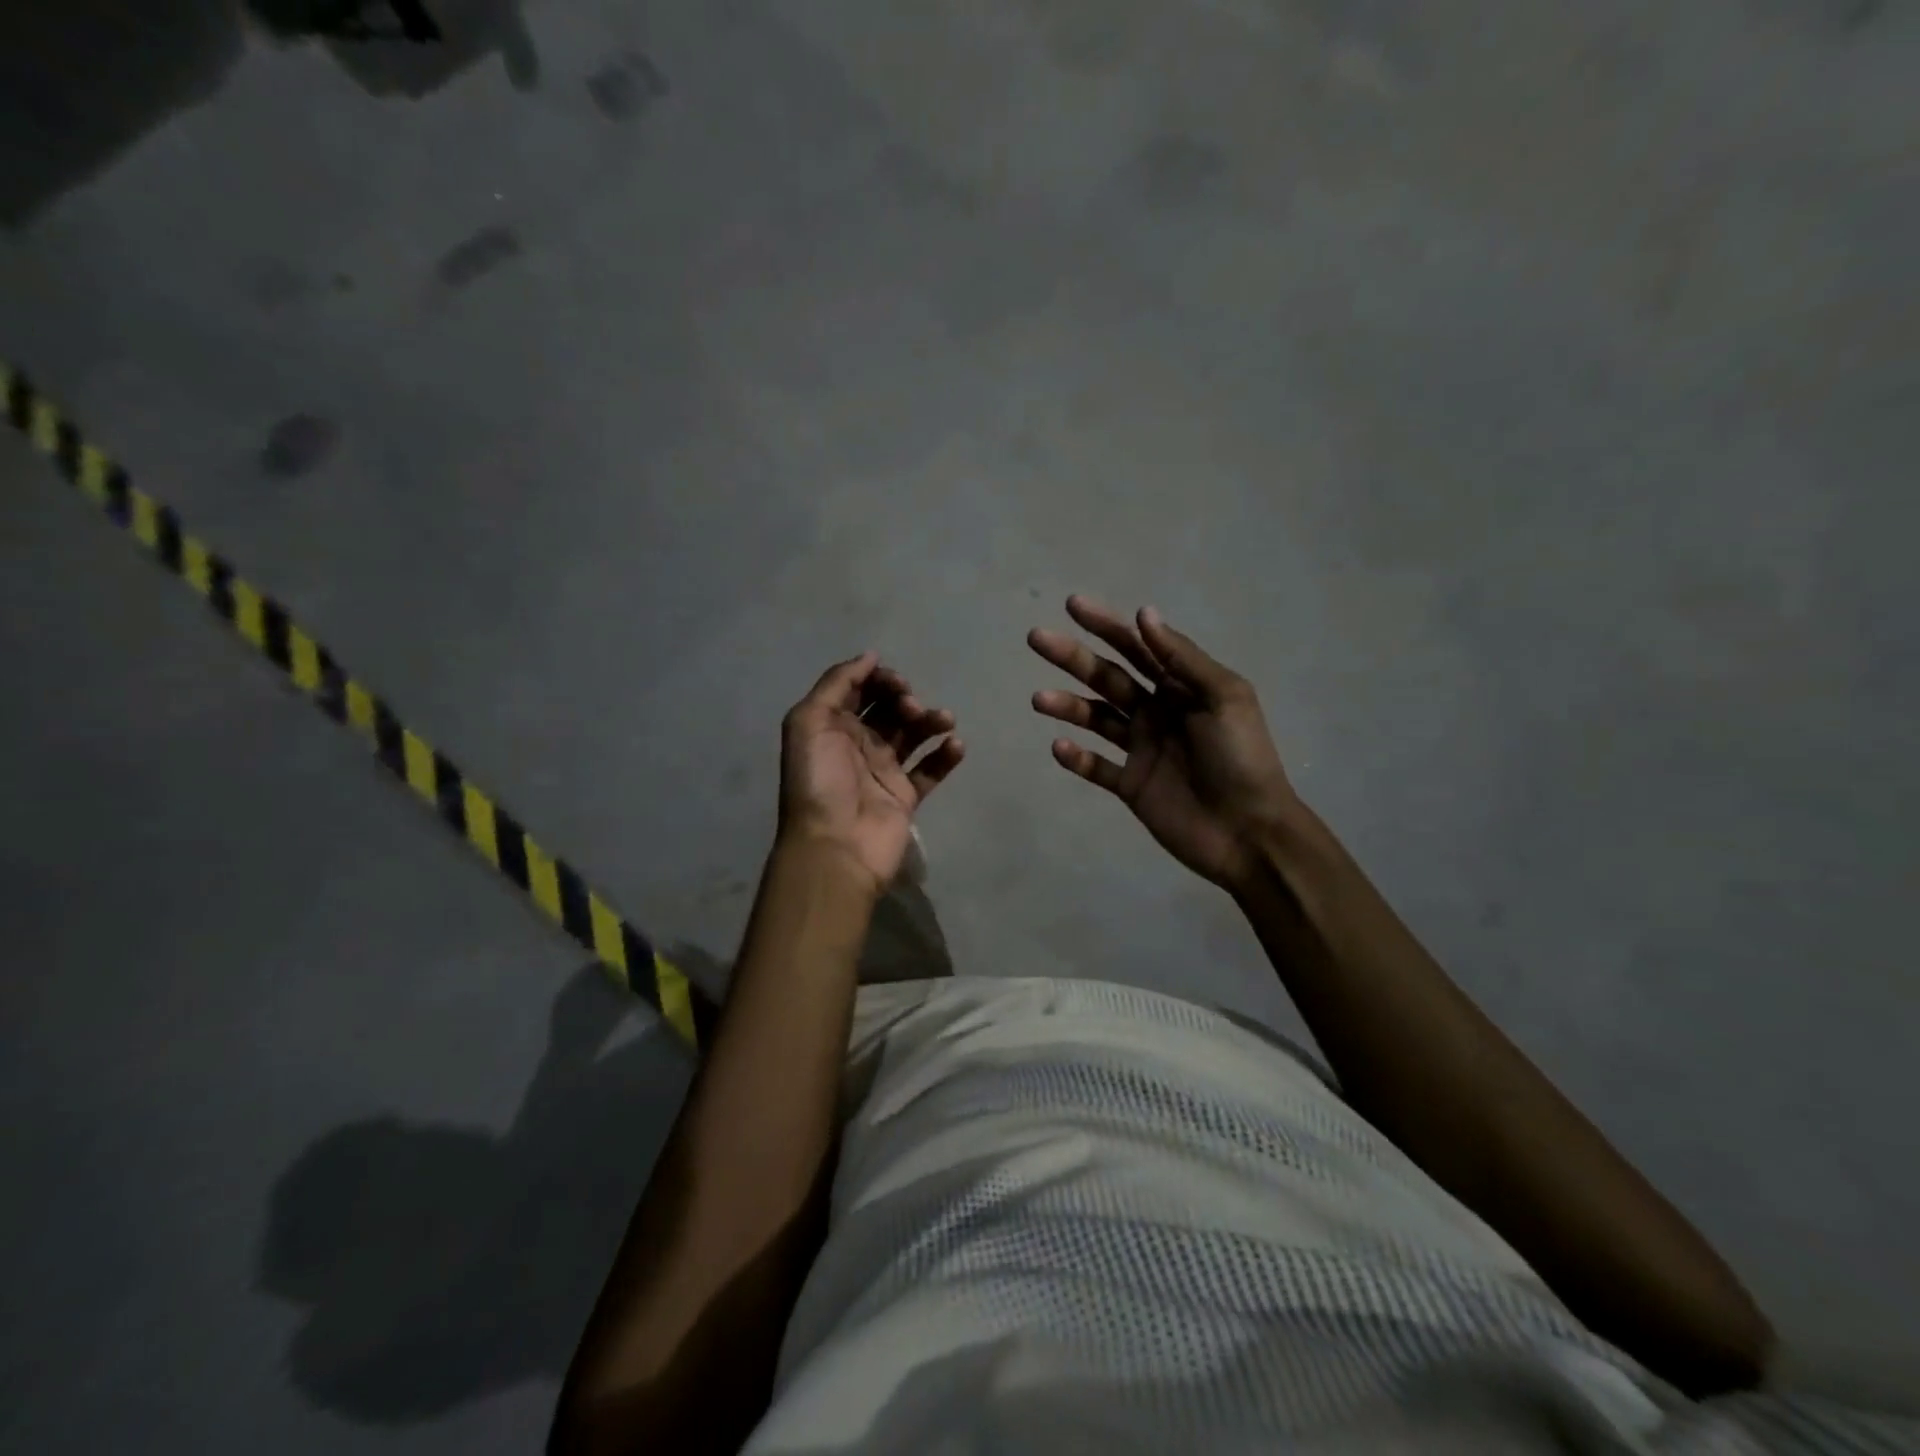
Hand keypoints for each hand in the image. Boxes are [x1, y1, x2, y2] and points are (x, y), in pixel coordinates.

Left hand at [778, 652, 964, 893]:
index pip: (858, 690)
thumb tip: (870, 656)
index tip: (896, 682)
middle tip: (911, 707)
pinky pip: (931, 769)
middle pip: (888, 709)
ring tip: (944, 721)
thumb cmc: (819, 781)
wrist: (835, 846)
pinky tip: (955, 745)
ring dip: (930, 720)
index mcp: (831, 726)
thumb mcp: (809, 721)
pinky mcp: (906, 795)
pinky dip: (946, 754)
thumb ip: (837, 683)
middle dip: (903, 699)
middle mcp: (857, 744)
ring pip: (913, 734)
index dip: (878, 679)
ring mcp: (883, 771)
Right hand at [1029, 597, 1298, 895]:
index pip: (1137, 647)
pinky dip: (1076, 758)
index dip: (1106, 625)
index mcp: (1181, 687)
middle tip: (1036, 638)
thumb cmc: (1242, 758)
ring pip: (1095, 719)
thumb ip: (1182, 658)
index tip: (1072, 605)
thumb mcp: (1223, 697)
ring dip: (1067, 706)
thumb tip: (1144, 613)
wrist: (1249, 832)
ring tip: (1038, 699)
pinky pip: (1097, 767)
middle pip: (1107, 677)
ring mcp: (1141, 749)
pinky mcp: (1131, 785)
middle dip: (1072, 657)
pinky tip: (1059, 748)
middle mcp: (1156, 711)